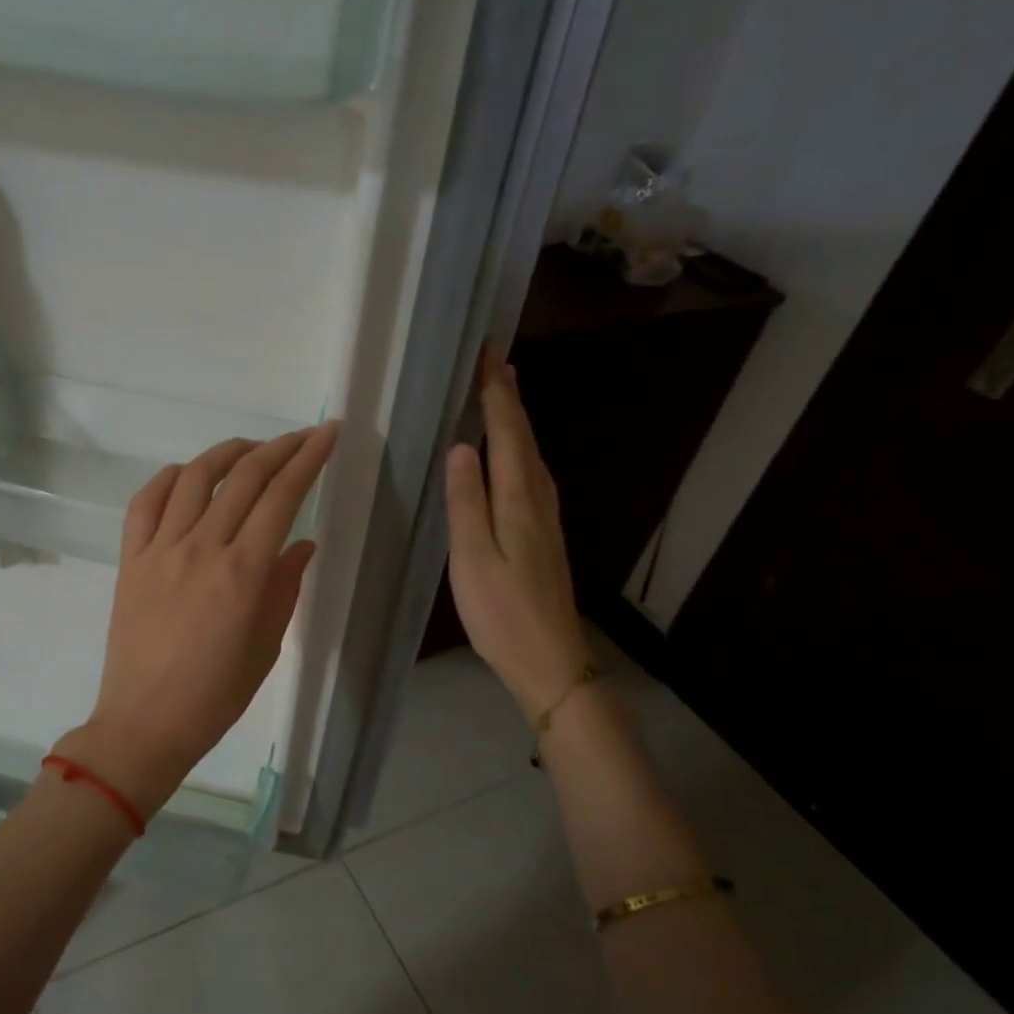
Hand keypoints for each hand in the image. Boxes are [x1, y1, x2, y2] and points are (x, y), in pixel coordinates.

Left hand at [55, 423, 338, 814]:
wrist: (146, 722)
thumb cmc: (216, 694)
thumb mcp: (266, 645)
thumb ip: (285, 587)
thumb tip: (300, 544)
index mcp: (243, 573)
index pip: (282, 497)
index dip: (308, 459)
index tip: (326, 434)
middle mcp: (202, 548)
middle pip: (244, 477)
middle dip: (279, 448)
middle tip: (300, 437)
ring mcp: (160, 550)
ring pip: (194, 478)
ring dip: (227, 453)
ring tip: (249, 449)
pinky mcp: (130, 559)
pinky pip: (146, 502)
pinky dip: (169, 478)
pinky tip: (187, 475)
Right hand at [445, 348, 590, 718]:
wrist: (550, 659)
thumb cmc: (502, 612)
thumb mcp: (471, 558)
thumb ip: (465, 501)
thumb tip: (463, 446)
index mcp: (518, 499)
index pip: (508, 432)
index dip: (497, 393)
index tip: (489, 354)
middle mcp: (538, 499)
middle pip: (525, 437)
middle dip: (509, 398)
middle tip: (496, 362)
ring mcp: (545, 518)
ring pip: (531, 456)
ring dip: (517, 422)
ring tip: (504, 395)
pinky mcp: (544, 535)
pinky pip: (531, 475)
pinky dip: (520, 451)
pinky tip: (513, 457)